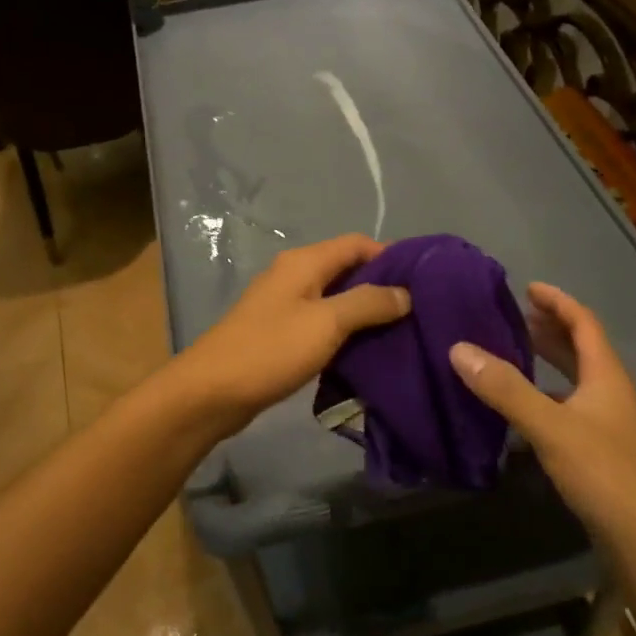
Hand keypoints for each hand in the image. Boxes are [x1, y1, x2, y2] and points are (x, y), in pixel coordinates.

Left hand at [172, 234, 411, 435]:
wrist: (212, 392)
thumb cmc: (271, 350)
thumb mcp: (327, 323)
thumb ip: (368, 303)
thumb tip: (406, 293)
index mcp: (304, 262)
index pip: (357, 243)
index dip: (391, 256)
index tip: (423, 281)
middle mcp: (294, 275)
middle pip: (346, 269)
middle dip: (381, 286)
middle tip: (417, 311)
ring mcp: (284, 304)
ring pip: (334, 299)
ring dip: (363, 312)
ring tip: (399, 332)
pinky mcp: (279, 333)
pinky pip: (321, 323)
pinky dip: (344, 331)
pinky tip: (365, 351)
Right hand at [450, 282, 635, 532]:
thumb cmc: (604, 472)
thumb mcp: (550, 426)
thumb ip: (505, 389)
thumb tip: (459, 348)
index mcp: (606, 376)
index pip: (583, 323)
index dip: (558, 302)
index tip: (528, 287)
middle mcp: (610, 393)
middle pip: (582, 349)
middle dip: (550, 329)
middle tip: (515, 317)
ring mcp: (608, 424)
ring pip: (576, 380)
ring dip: (548, 362)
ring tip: (513, 353)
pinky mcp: (600, 451)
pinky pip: (569, 407)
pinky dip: (546, 396)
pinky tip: (522, 408)